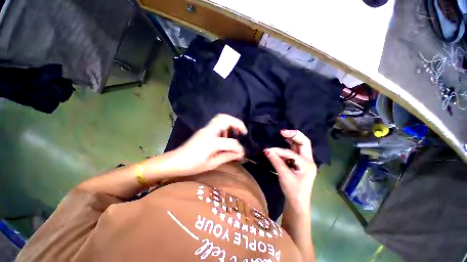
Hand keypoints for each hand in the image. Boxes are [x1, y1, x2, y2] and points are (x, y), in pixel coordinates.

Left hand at [167, 114, 246, 175]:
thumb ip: (227, 156)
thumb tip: (239, 154)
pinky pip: (217, 123)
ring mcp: (205, 129)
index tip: (242, 154)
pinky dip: (225, 126)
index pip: (231, 142)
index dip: (239, 148)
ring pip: (220, 118)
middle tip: (243, 132)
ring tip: (236, 133)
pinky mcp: (203, 130)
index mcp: (211, 142)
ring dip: (231, 123)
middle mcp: (209, 131)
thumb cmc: (192, 165)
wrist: (174, 162)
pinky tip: (226, 136)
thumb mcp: (211, 164)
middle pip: (225, 119)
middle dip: (237, 123)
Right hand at [264, 130, 316, 210]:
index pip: (291, 153)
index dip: (279, 151)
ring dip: (292, 139)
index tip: (268, 150)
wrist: (297, 203)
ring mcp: (304, 161)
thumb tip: (267, 151)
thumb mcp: (284, 176)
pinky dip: (289, 146)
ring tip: (283, 134)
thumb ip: (276, 162)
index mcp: (307, 164)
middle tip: (283, 131)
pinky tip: (283, 142)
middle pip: (304, 143)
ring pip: (300, 146)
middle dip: (294, 135)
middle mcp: (308, 160)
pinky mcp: (299, 163)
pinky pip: (294, 151)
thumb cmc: (293, 192)